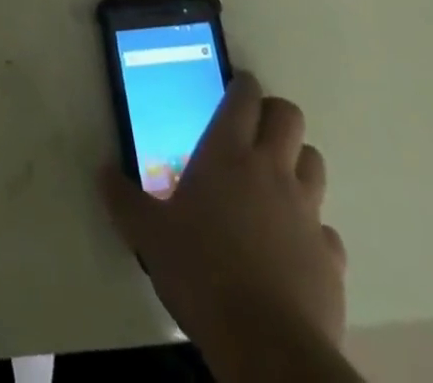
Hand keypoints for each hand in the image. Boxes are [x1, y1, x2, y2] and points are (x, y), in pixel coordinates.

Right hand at [100, 73, 346, 356]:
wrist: (268, 347)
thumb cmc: (201, 273)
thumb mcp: (148, 234)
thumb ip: (123, 199)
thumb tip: (102, 172)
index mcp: (226, 153)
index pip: (244, 97)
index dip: (242, 84)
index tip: (236, 85)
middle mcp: (270, 170)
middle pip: (289, 117)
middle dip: (274, 113)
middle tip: (254, 126)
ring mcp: (306, 212)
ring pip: (314, 162)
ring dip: (297, 161)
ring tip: (276, 178)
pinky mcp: (330, 256)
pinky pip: (326, 228)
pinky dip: (313, 228)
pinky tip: (294, 244)